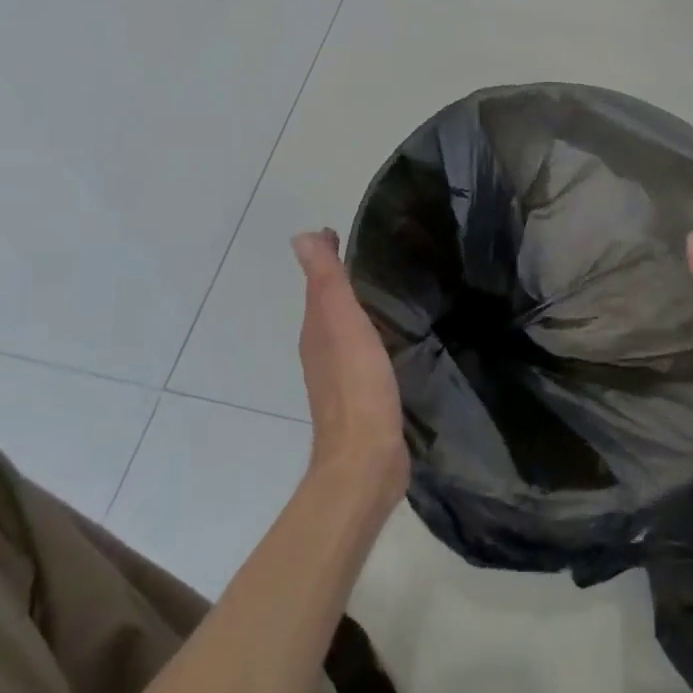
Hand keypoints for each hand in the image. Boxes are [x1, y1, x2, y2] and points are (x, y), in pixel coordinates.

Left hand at [292, 229, 408, 516]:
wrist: (366, 459)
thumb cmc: (357, 385)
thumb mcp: (342, 324)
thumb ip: (327, 282)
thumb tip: (302, 237)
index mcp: (316, 329)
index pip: (319, 282)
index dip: (327, 256)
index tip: (342, 232)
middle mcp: (322, 348)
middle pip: (328, 304)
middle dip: (341, 279)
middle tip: (368, 255)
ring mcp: (340, 375)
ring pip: (344, 328)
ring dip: (355, 307)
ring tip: (383, 290)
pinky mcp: (362, 394)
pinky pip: (362, 351)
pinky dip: (369, 334)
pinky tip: (390, 336)